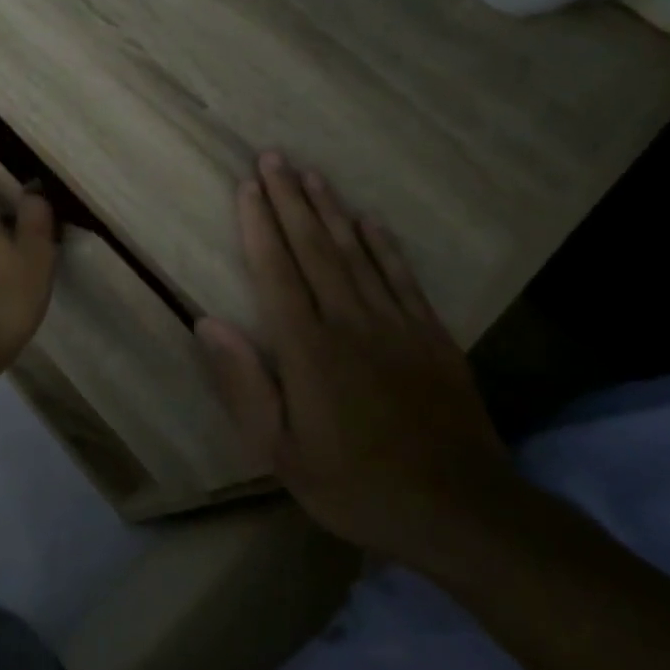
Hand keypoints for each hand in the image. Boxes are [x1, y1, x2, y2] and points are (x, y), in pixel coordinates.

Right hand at [194, 153, 513, 564]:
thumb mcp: (280, 451)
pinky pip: (402, 278)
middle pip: (315, 248)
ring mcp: (397, 326)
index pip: (277, 272)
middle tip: (274, 157)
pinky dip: (384, 245)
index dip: (260, 225)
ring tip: (312, 174)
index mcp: (308, 349)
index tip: (247, 186)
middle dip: (291, 200)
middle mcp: (350, 322)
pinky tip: (370, 220)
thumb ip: (243, 383)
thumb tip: (206, 322)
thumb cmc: (356, 484)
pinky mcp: (432, 338)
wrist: (463, 513)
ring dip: (332, 210)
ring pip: (357, 253)